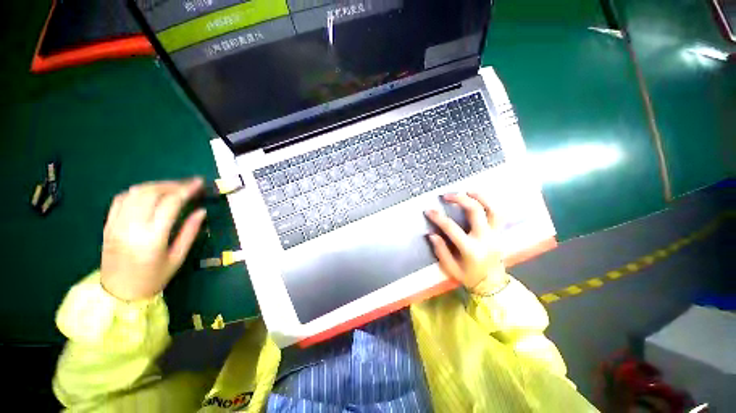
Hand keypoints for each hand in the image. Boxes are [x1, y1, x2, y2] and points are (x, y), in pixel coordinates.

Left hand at [100, 178, 205, 300]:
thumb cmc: (153, 278)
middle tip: (189, 184)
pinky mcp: (108, 224)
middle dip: (173, 184)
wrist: (118, 292)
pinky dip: (139, 191)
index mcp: (152, 237)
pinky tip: (150, 193)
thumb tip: (202, 211)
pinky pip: (121, 198)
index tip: (199, 183)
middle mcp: (132, 226)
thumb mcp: (178, 257)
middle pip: (152, 193)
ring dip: (157, 185)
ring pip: (136, 192)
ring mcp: (116, 223)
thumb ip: (190, 232)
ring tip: (172, 187)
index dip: (186, 190)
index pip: (170, 203)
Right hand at [425, 192, 508, 294]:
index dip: (438, 217)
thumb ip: (441, 250)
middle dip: (460, 199)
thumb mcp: (450, 268)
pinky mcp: (501, 233)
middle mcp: (485, 239)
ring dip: (480, 197)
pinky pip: (499, 214)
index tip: (428, 211)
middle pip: (475, 211)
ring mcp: (496, 235)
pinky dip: (490, 204)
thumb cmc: (469, 277)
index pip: (451, 228)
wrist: (493, 285)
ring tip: (468, 190)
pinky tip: (480, 199)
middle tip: (447, 195)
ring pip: (493, 209)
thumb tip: (431, 234)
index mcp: (471, 249)